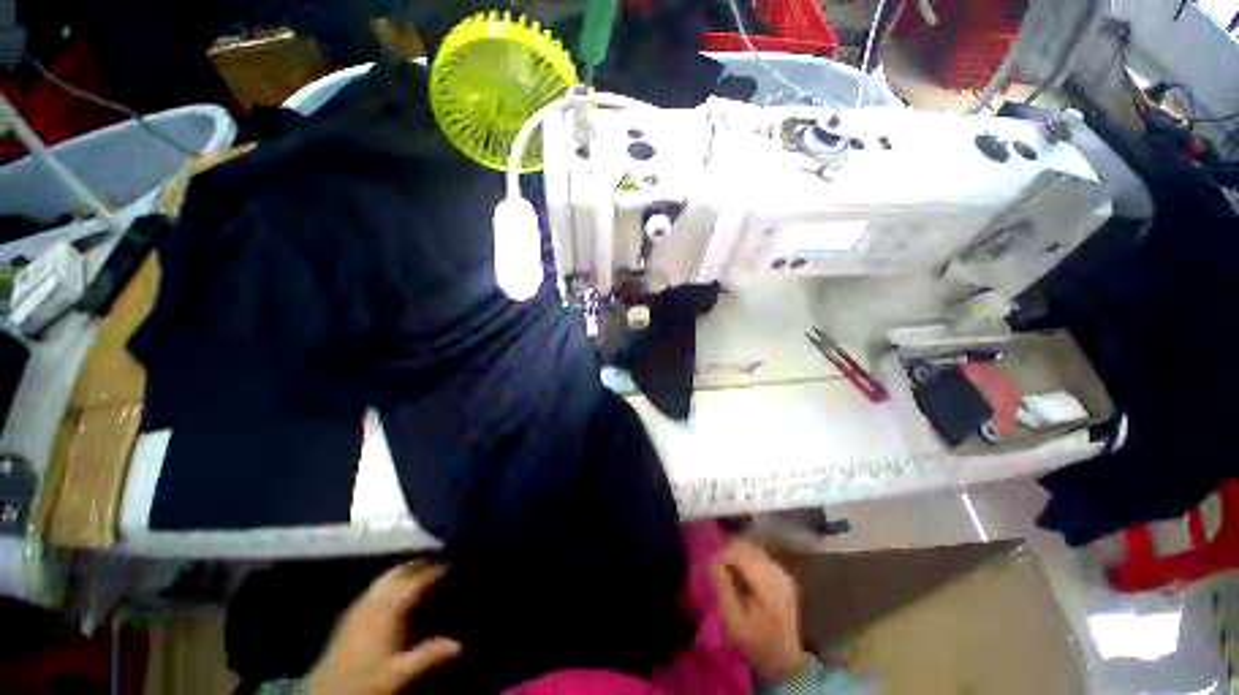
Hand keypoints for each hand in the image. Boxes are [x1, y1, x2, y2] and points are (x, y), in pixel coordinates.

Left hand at [304, 563, 460, 694]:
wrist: (324, 694)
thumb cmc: (364, 682)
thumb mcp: (398, 673)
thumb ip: (427, 656)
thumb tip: (459, 644)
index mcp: (386, 612)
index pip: (413, 583)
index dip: (432, 572)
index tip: (450, 565)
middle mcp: (371, 604)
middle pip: (396, 574)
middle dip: (416, 565)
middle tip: (436, 562)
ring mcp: (357, 609)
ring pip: (383, 580)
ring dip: (402, 572)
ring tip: (419, 571)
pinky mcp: (348, 618)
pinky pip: (372, 590)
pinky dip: (387, 583)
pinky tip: (392, 593)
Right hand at [709, 540, 806, 680]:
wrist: (785, 660)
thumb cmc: (756, 643)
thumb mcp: (734, 622)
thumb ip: (723, 587)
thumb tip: (712, 560)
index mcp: (768, 585)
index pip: (741, 553)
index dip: (723, 555)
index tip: (712, 568)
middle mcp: (778, 573)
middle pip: (748, 548)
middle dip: (729, 554)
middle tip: (718, 570)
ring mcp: (783, 573)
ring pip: (753, 549)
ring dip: (737, 556)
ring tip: (728, 573)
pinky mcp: (783, 575)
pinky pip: (760, 557)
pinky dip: (747, 561)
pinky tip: (742, 576)